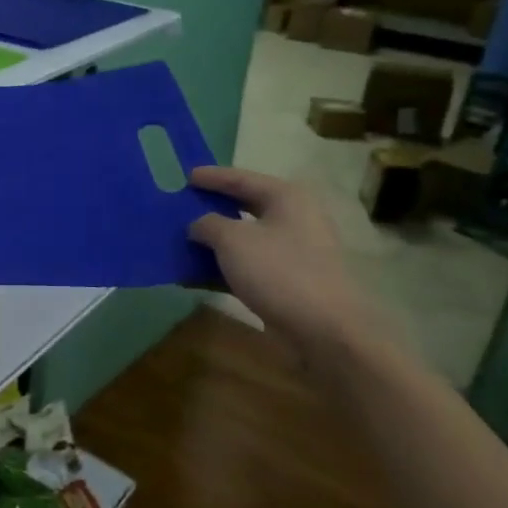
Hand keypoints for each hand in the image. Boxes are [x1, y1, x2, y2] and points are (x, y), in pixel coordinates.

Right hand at [187, 166, 393, 377]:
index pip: (241, 178)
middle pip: (244, 206)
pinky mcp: (288, 282)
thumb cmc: (279, 272)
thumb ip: (208, 224)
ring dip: (214, 242)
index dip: (211, 177)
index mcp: (285, 198)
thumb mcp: (233, 241)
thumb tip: (198, 224)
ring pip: (245, 239)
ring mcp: (293, 252)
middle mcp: (293, 219)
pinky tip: (194, 276)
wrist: (325, 331)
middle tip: (182, 205)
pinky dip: (223, 268)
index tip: (185, 176)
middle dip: (211, 208)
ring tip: (181, 241)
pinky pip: (248, 266)